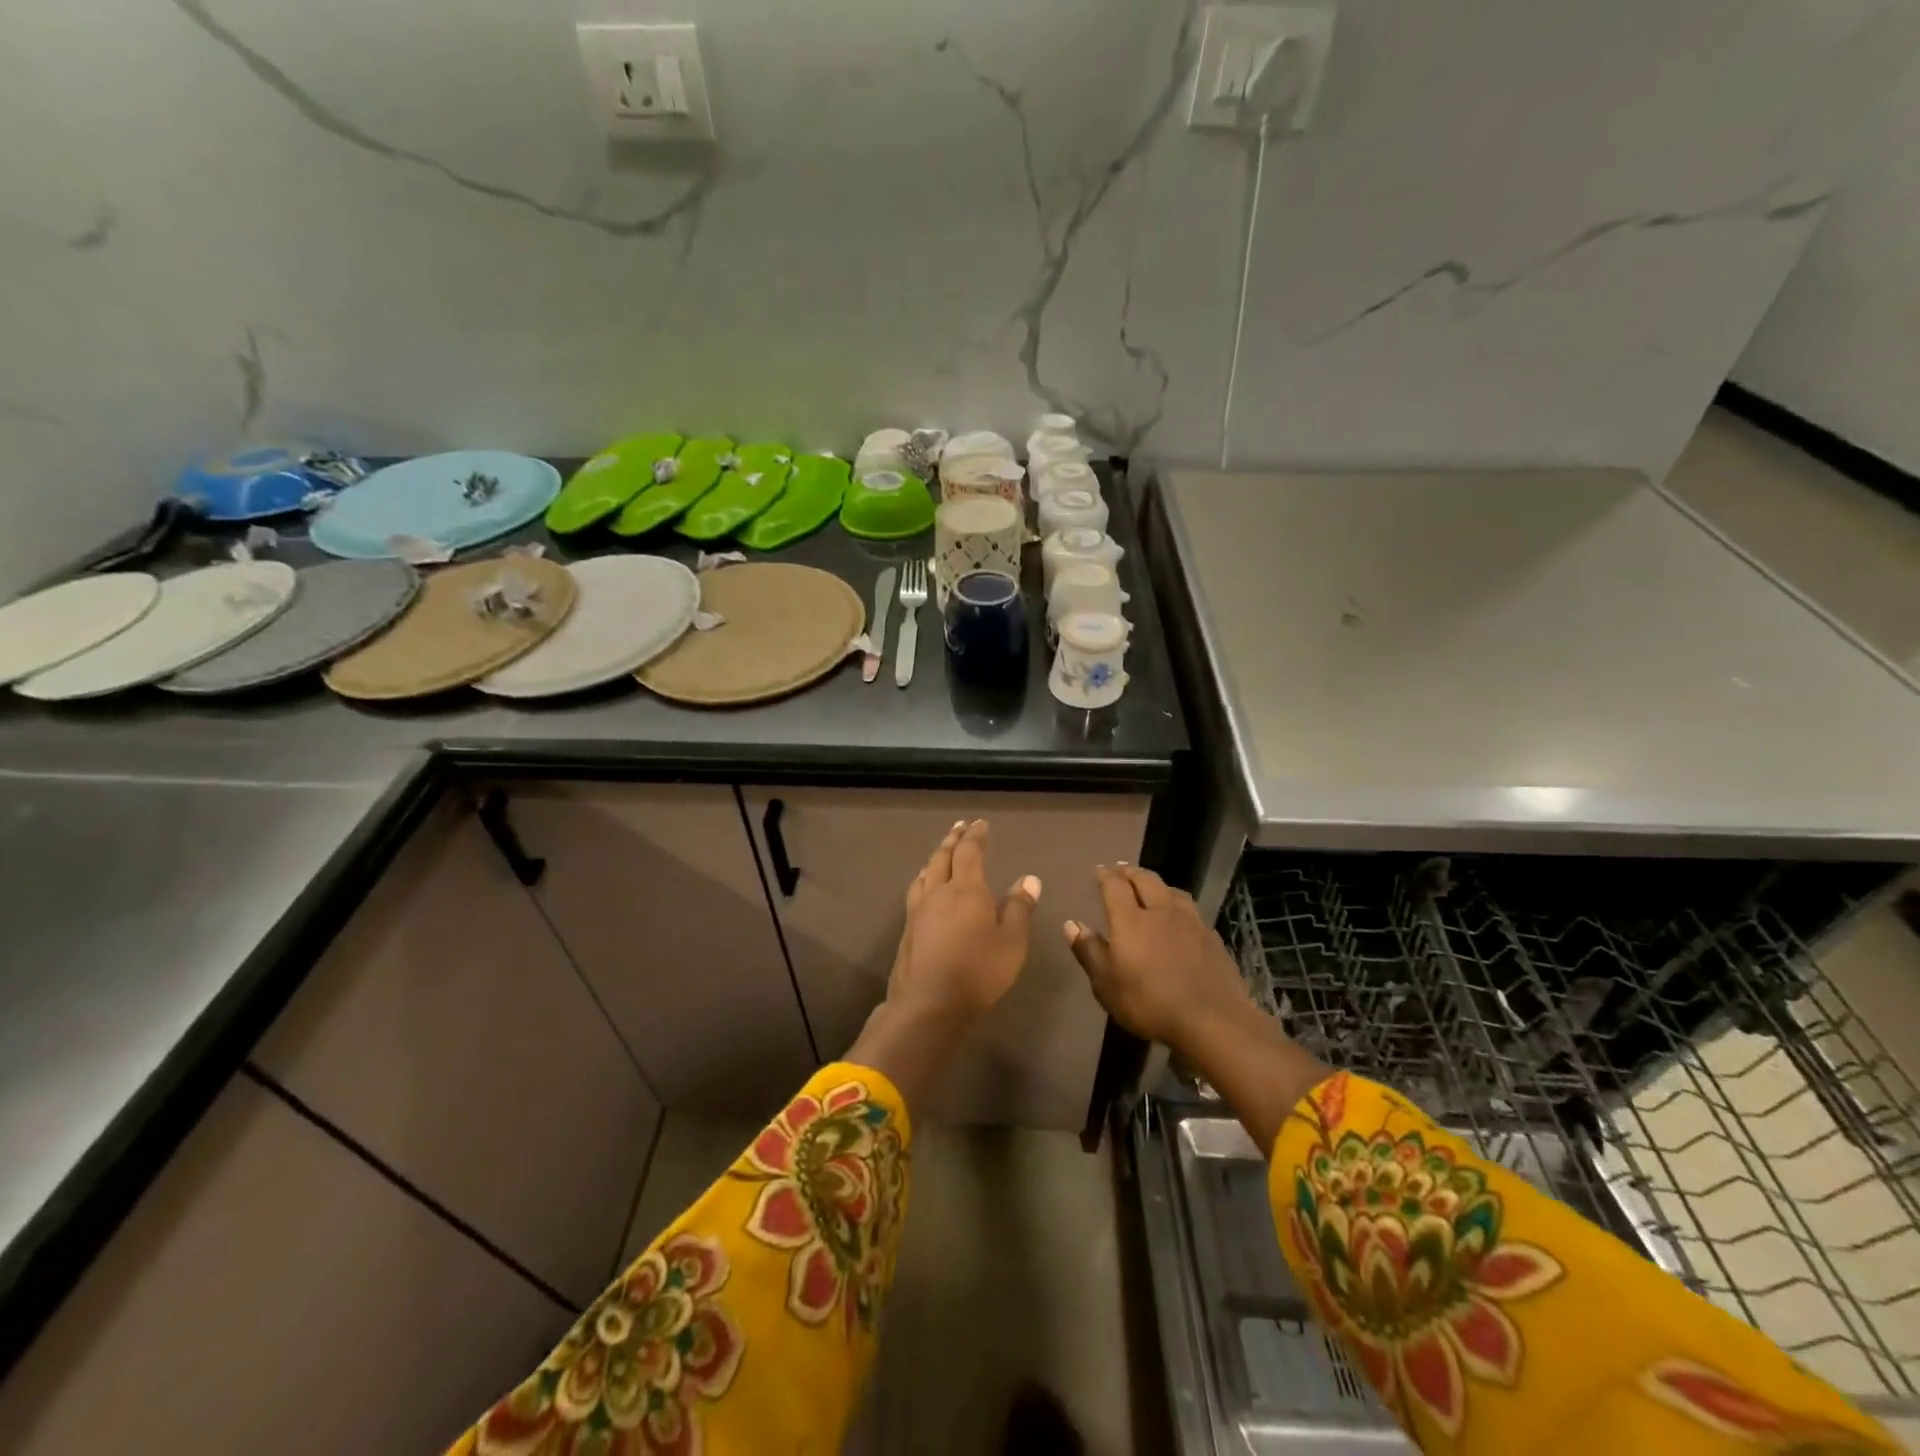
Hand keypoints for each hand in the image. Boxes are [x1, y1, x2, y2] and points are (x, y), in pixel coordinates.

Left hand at [887, 819, 1040, 1021]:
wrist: (929, 1002)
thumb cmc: (978, 971)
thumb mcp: (1012, 942)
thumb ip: (1019, 908)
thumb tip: (1028, 879)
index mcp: (966, 889)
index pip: (969, 852)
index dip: (975, 836)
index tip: (980, 824)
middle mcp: (939, 892)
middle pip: (942, 857)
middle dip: (952, 840)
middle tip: (958, 827)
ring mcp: (918, 910)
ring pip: (925, 873)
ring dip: (934, 857)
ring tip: (940, 853)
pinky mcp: (908, 929)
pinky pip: (915, 891)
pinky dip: (923, 879)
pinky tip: (923, 888)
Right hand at [1063, 864, 1253, 1052]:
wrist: (1213, 1021)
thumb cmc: (1149, 1003)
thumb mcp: (1107, 984)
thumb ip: (1089, 951)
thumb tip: (1071, 924)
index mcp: (1131, 920)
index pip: (1115, 886)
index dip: (1105, 876)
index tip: (1099, 870)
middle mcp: (1161, 911)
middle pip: (1146, 880)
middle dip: (1131, 872)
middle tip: (1121, 869)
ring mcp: (1191, 922)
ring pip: (1172, 891)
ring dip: (1157, 884)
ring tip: (1151, 886)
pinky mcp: (1212, 938)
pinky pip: (1191, 910)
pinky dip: (1178, 904)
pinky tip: (1180, 916)